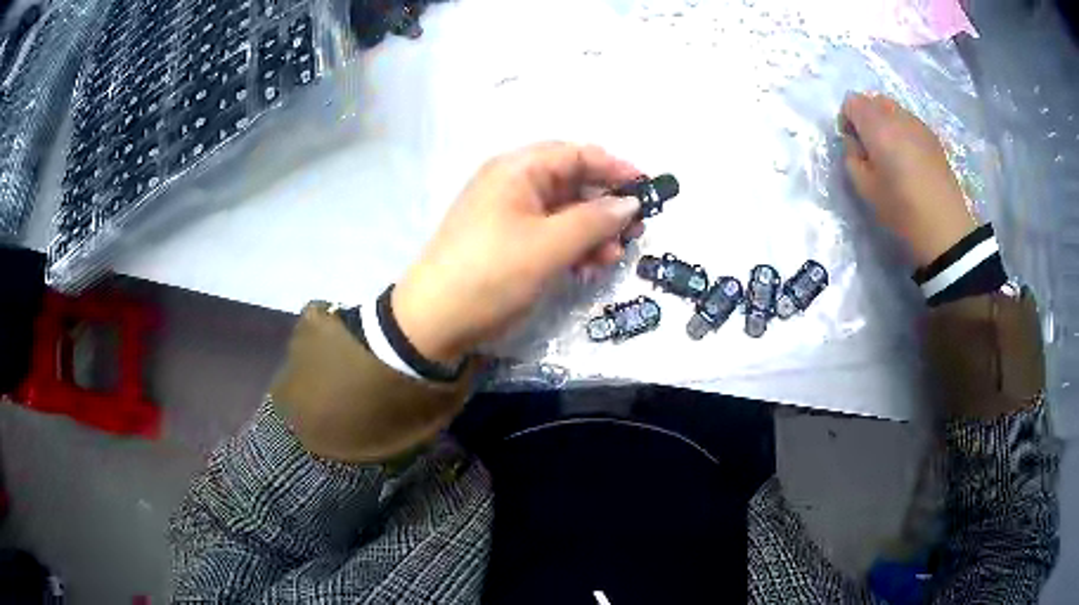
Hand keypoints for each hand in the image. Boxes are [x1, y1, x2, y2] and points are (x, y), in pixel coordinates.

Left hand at [392, 142, 644, 362]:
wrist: (435, 320)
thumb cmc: (491, 273)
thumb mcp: (548, 246)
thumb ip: (594, 220)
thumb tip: (630, 203)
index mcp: (517, 169)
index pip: (576, 154)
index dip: (615, 168)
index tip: (648, 189)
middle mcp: (513, 183)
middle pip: (572, 182)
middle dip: (605, 206)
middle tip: (635, 232)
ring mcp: (509, 213)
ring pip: (564, 211)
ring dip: (592, 231)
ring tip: (612, 258)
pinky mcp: (508, 240)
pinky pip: (549, 233)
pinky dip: (571, 246)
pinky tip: (588, 267)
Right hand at [840, 93, 976, 265]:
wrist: (945, 228)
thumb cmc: (902, 210)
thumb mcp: (865, 189)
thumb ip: (852, 158)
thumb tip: (854, 142)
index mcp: (877, 126)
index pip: (852, 102)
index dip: (847, 119)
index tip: (852, 143)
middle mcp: (897, 116)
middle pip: (873, 100)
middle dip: (866, 117)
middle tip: (870, 147)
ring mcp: (918, 124)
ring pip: (893, 109)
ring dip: (885, 123)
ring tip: (891, 153)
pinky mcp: (932, 137)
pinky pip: (909, 121)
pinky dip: (902, 131)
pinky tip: (909, 158)